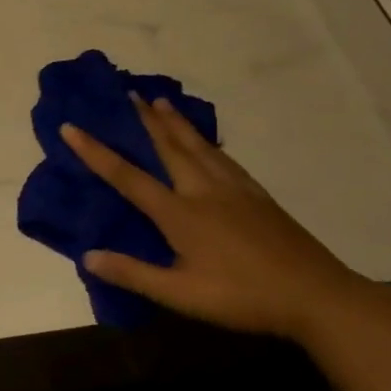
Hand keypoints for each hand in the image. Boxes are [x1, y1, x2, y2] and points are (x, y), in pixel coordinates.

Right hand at [61, 96, 376, 341]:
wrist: (319, 297)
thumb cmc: (243, 297)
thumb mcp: (181, 295)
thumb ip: (133, 274)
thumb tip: (87, 256)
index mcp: (180, 214)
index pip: (127, 177)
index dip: (95, 151)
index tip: (71, 126)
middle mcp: (204, 192)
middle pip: (168, 147)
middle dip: (143, 120)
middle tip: (126, 93)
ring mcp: (235, 191)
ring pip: (198, 146)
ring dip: (175, 122)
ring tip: (160, 101)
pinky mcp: (258, 197)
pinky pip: (224, 158)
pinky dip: (206, 142)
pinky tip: (206, 142)